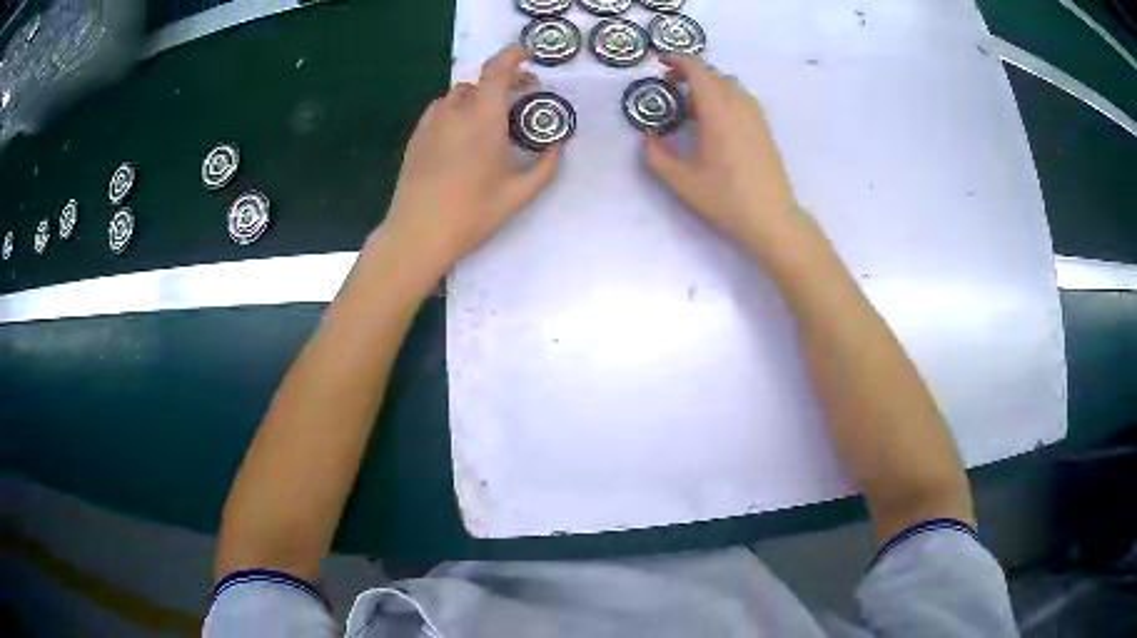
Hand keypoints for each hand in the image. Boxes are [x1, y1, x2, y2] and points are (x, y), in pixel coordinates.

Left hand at [381, 46, 559, 271]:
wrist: (417, 233)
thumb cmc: (471, 213)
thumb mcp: (519, 194)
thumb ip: (545, 166)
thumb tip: (556, 147)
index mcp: (483, 118)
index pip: (497, 71)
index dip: (512, 56)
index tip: (526, 55)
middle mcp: (455, 112)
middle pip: (479, 81)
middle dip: (502, 82)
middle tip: (519, 99)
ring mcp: (431, 123)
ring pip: (457, 95)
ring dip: (477, 97)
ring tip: (489, 119)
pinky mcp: (416, 137)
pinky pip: (439, 110)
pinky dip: (456, 110)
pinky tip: (461, 134)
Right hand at [644, 55, 799, 254]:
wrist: (772, 219)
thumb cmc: (726, 199)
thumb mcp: (682, 181)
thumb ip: (657, 155)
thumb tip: (648, 136)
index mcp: (717, 112)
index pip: (698, 70)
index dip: (677, 60)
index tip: (660, 63)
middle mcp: (739, 106)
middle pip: (713, 74)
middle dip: (689, 72)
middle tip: (669, 86)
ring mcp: (756, 117)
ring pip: (730, 84)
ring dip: (708, 84)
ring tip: (692, 104)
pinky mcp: (764, 129)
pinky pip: (742, 98)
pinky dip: (724, 96)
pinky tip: (715, 119)